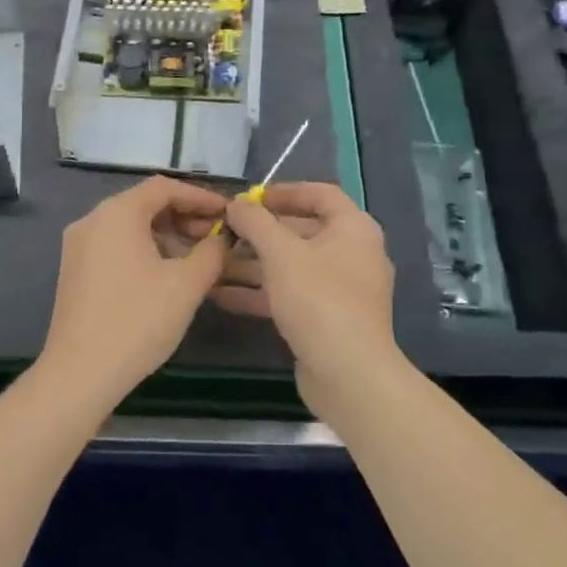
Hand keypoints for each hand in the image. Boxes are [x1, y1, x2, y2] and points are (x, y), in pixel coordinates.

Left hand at [40, 175, 228, 405]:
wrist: (79, 374)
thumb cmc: (137, 321)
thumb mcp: (186, 285)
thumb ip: (212, 253)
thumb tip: (222, 240)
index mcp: (117, 213)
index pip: (164, 187)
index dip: (200, 197)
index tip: (227, 213)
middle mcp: (93, 219)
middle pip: (145, 203)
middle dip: (184, 216)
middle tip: (216, 238)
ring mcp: (79, 245)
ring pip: (130, 226)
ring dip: (166, 235)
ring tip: (197, 259)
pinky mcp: (74, 269)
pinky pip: (116, 244)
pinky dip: (144, 249)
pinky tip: (166, 274)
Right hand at [224, 182, 397, 413]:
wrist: (349, 375)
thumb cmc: (318, 299)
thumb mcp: (280, 253)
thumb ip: (255, 222)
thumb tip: (237, 203)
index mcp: (353, 228)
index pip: (319, 194)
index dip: (284, 191)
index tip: (249, 198)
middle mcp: (352, 253)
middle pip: (301, 231)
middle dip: (259, 232)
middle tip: (224, 231)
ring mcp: (340, 289)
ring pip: (292, 266)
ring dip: (253, 264)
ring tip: (213, 263)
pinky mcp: (327, 319)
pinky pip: (291, 294)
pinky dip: (260, 292)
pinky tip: (222, 295)